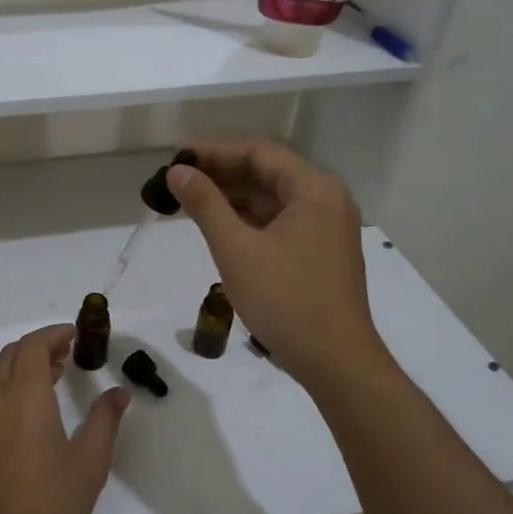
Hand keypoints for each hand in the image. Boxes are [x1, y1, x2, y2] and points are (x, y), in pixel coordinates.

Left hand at [0, 325, 128, 513]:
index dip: (54, 334)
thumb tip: (119, 392)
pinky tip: (34, 411)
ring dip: (26, 366)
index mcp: (26, 395)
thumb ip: (105, 419)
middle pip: (14, 354)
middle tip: (69, 352)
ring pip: (0, 375)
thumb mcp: (90, 461)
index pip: (34, 345)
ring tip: (56, 377)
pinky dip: (13, 387)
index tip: (76, 335)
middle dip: (40, 346)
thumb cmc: (50, 502)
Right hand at [167, 141, 387, 391]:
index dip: (215, 151)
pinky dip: (247, 220)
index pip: (259, 152)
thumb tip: (178, 171)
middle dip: (221, 173)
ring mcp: (324, 228)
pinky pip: (278, 222)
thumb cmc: (285, 300)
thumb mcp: (237, 249)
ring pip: (271, 199)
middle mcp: (325, 200)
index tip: (177, 157)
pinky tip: (217, 226)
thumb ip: (206, 204)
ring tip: (188, 201)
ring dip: (232, 197)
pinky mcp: (318, 253)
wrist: (335, 362)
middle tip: (177, 179)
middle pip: (267, 173)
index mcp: (314, 190)